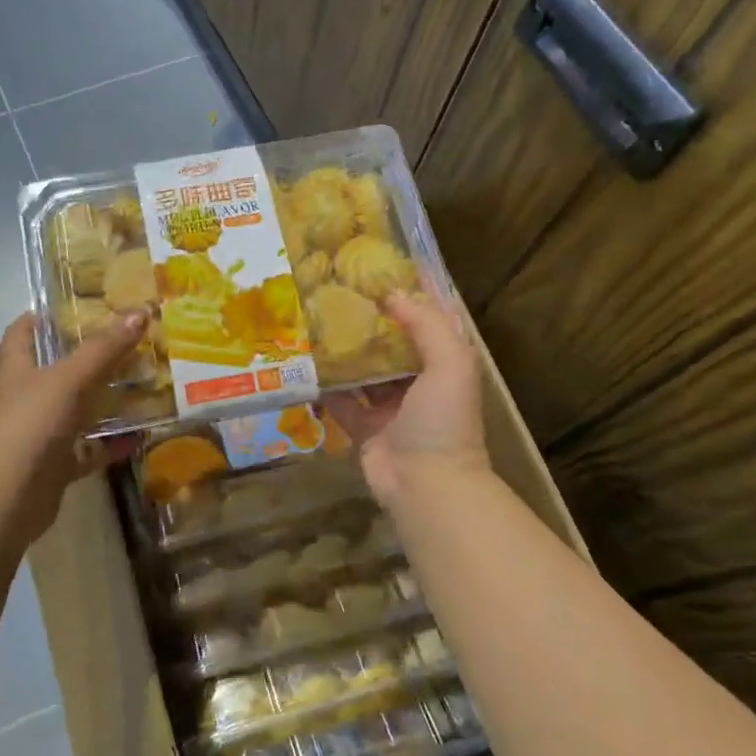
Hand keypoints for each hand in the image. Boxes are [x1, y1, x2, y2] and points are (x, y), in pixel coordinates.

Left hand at [0, 310, 147, 548]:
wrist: (4, 499)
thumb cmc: (29, 426)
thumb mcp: (69, 380)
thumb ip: (104, 349)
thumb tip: (139, 311)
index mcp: (17, 370)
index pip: (20, 334)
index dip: (37, 318)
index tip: (68, 307)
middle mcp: (25, 399)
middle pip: (55, 372)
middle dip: (88, 359)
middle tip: (128, 344)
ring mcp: (39, 434)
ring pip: (75, 411)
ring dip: (104, 402)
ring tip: (143, 385)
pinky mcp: (53, 466)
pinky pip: (86, 450)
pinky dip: (109, 444)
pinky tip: (140, 436)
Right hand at [324, 293, 491, 505]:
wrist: (426, 484)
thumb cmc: (443, 420)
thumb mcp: (450, 363)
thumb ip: (427, 324)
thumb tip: (394, 293)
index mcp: (444, 364)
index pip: (427, 321)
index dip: (409, 296)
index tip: (381, 270)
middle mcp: (418, 382)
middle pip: (391, 344)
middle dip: (369, 322)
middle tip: (337, 293)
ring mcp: (389, 407)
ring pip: (364, 370)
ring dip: (345, 350)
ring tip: (316, 321)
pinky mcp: (364, 427)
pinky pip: (341, 400)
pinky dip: (326, 385)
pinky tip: (305, 363)